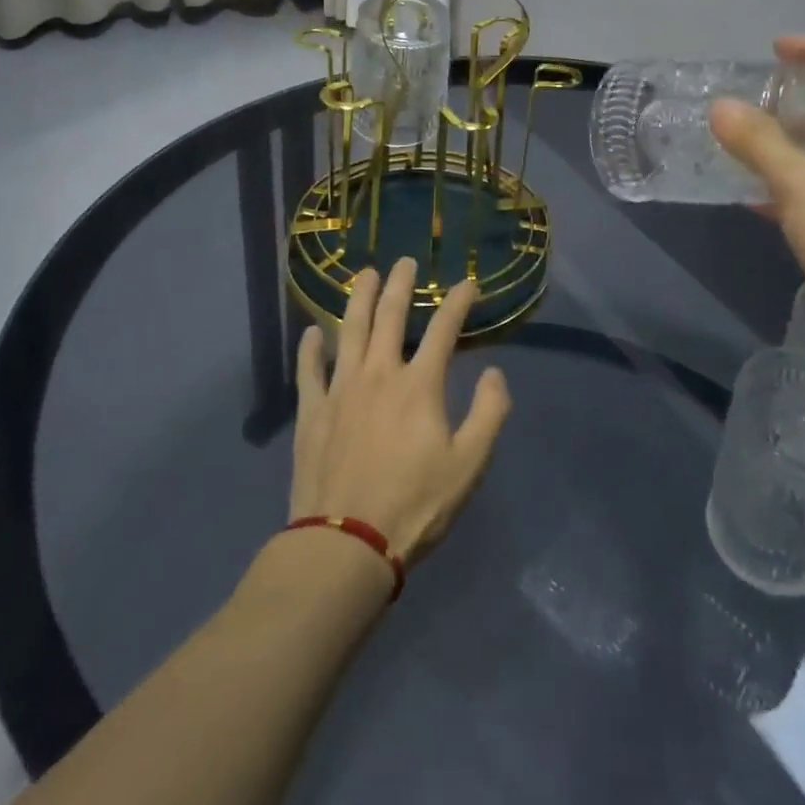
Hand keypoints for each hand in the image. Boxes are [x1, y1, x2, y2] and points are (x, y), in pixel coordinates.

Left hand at [288, 259, 511, 564]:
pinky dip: (311, 349)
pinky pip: (310, 371)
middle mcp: (379, 374)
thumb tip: (494, 372)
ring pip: (350, 331)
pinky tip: (312, 333)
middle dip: (401, 284)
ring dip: (359, 299)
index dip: (458, 302)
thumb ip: (489, 413)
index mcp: (419, 385)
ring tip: (365, 275)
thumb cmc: (414, 505)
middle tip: (405, 261)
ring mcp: (341, 390)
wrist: (345, 544)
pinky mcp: (312, 412)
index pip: (444, 329)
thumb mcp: (469, 465)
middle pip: (391, 316)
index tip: (467, 283)